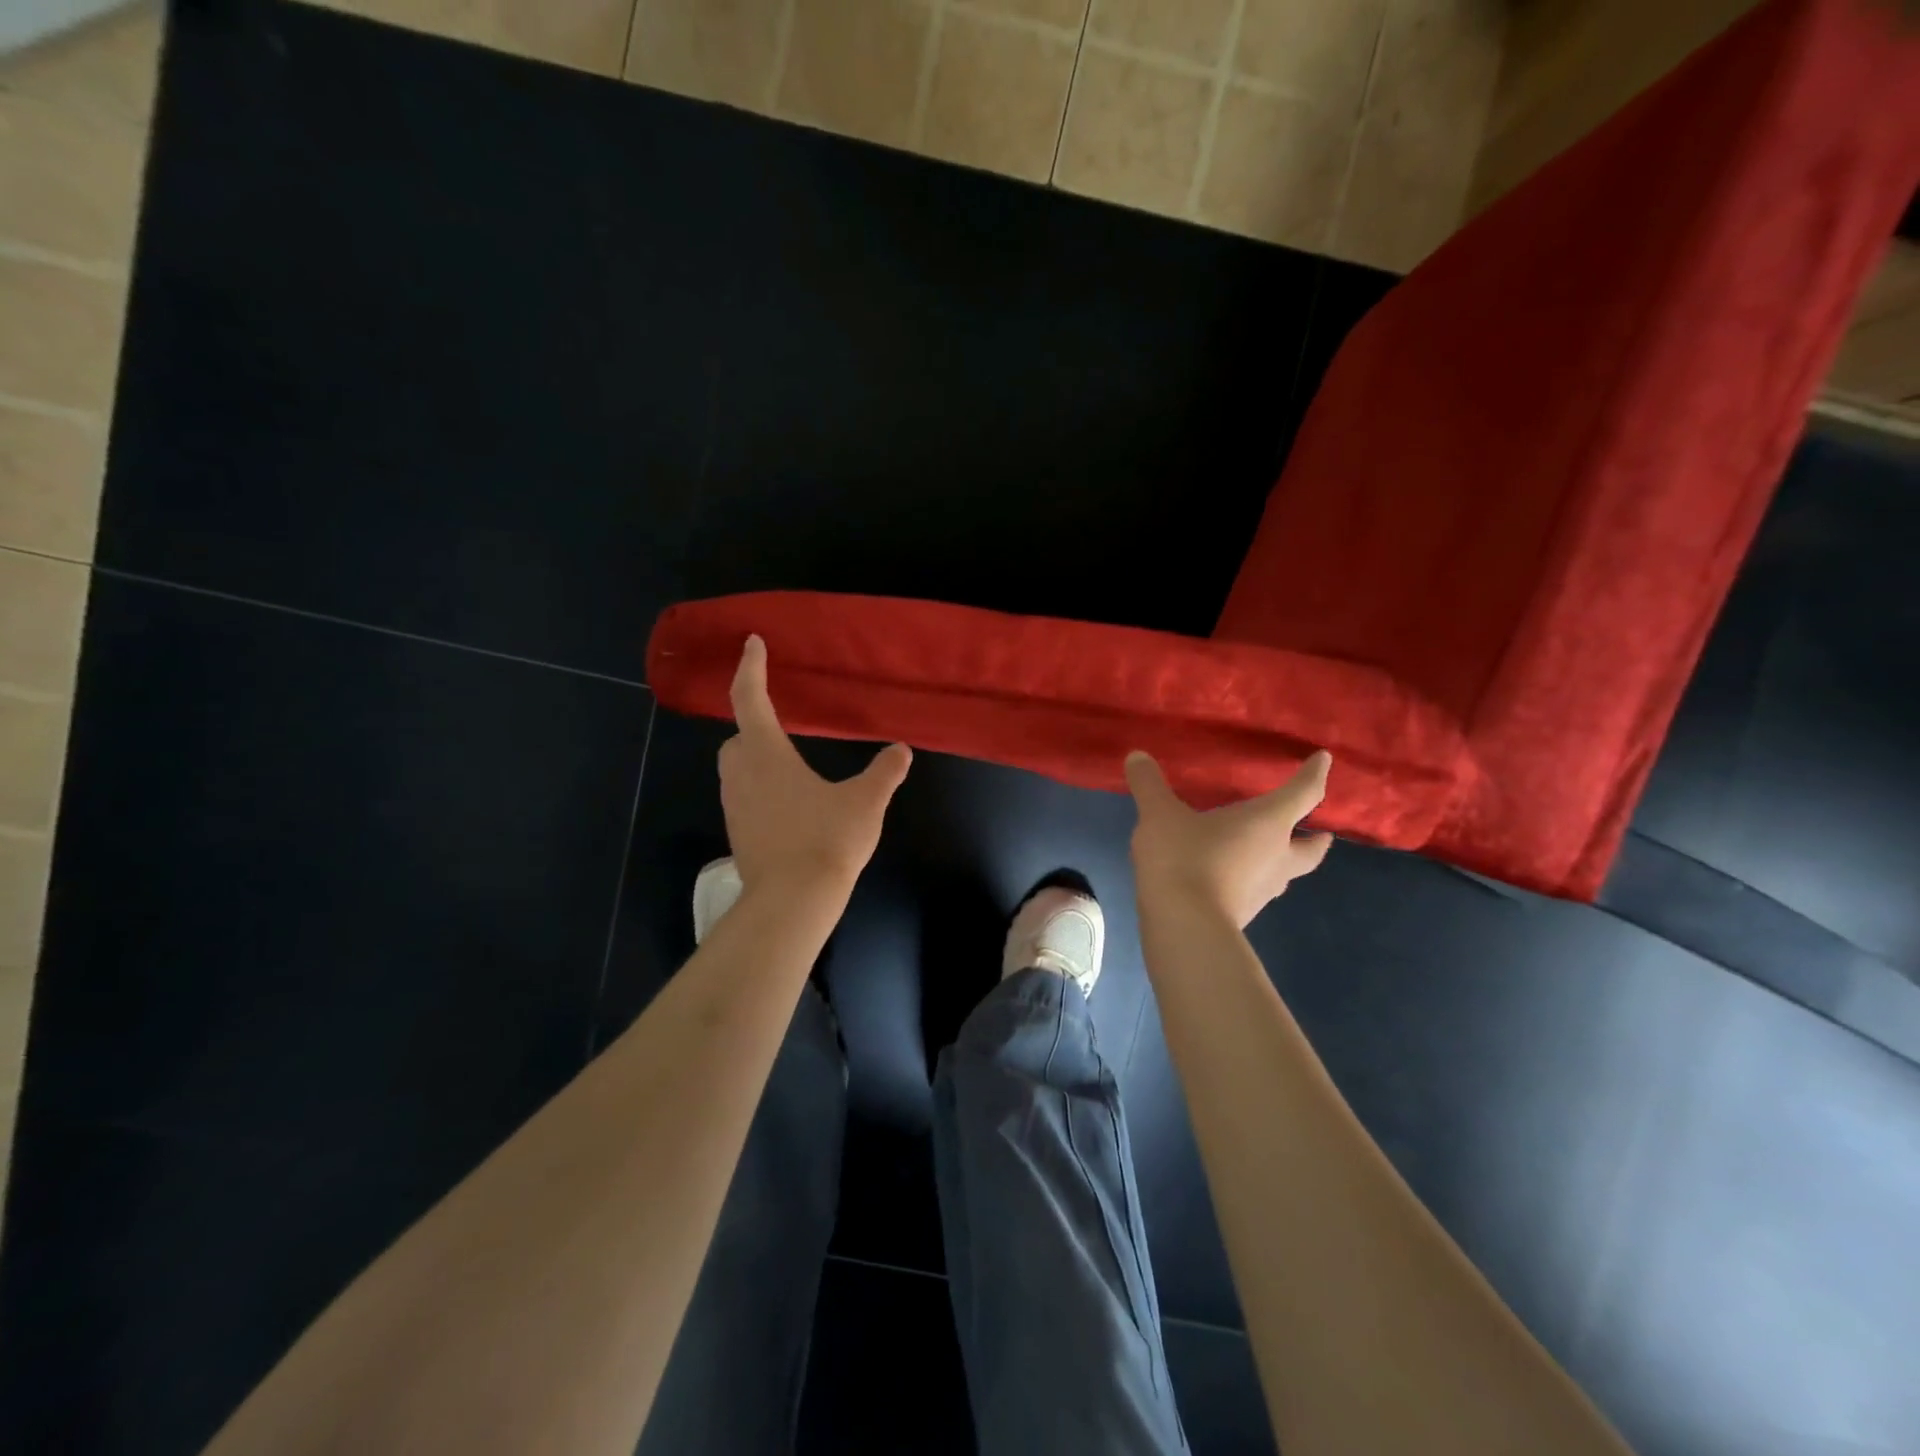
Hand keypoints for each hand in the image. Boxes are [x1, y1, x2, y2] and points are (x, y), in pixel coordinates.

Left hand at [719, 636, 911, 897]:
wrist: (792, 903)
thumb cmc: (826, 840)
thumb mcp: (865, 802)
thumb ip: (885, 772)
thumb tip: (901, 750)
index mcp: (767, 754)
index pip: (751, 699)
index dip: (751, 667)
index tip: (752, 643)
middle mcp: (742, 774)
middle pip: (737, 738)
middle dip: (752, 724)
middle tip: (779, 723)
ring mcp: (735, 806)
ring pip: (737, 769)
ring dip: (756, 759)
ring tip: (789, 765)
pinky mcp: (738, 833)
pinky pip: (743, 797)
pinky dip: (760, 789)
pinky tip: (789, 805)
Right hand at [1125, 750, 1333, 928]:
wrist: (1184, 925)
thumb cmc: (1184, 857)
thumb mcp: (1159, 814)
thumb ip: (1149, 784)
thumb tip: (1137, 756)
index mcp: (1268, 823)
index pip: (1303, 793)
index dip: (1315, 774)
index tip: (1323, 760)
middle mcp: (1276, 856)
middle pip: (1311, 848)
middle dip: (1316, 838)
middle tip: (1319, 831)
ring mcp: (1263, 890)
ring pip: (1286, 873)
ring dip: (1284, 862)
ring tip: (1268, 853)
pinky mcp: (1244, 914)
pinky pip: (1256, 891)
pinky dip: (1252, 881)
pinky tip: (1231, 878)